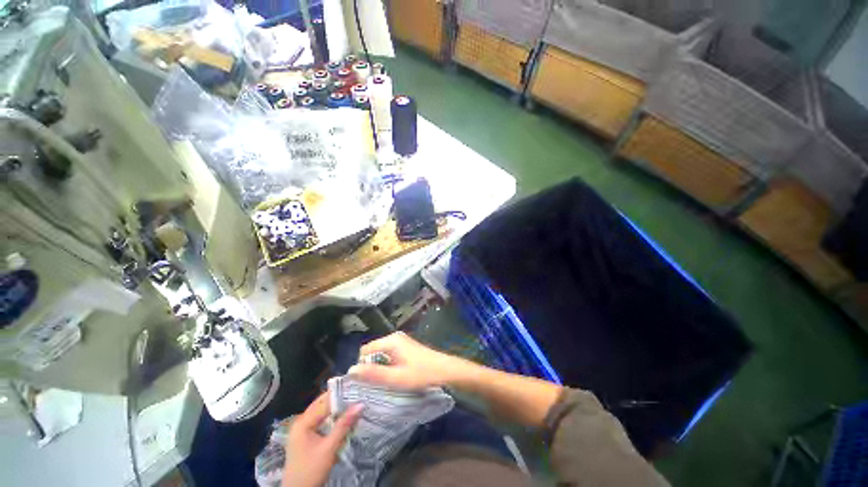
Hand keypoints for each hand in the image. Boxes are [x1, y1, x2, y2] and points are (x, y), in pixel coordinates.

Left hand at [282, 393, 363, 486]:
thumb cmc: (311, 470)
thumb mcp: (329, 448)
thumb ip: (344, 425)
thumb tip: (360, 404)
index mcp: (303, 422)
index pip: (325, 402)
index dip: (341, 395)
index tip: (358, 389)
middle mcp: (301, 422)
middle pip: (322, 405)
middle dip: (339, 399)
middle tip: (357, 394)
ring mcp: (302, 430)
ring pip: (322, 413)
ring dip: (336, 408)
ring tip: (354, 403)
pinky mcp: (306, 438)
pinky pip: (321, 421)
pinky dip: (332, 418)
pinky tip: (343, 417)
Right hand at [348, 332, 469, 389]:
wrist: (443, 370)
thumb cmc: (420, 374)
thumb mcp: (395, 377)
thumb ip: (373, 373)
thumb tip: (351, 370)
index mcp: (390, 341)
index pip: (365, 350)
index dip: (362, 365)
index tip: (367, 382)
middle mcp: (394, 337)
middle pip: (373, 350)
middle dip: (371, 366)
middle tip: (377, 383)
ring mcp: (401, 340)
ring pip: (381, 353)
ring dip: (380, 366)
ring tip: (386, 381)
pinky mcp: (406, 346)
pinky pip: (390, 353)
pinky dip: (388, 363)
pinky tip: (396, 375)